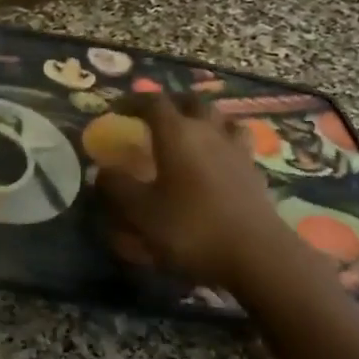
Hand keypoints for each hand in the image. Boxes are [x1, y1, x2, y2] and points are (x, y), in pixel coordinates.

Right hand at [97, 94, 297, 292]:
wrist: (257, 256)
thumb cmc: (191, 229)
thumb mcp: (140, 212)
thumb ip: (116, 187)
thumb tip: (101, 171)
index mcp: (177, 134)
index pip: (152, 102)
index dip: (132, 101)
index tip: (116, 110)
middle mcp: (209, 132)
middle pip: (191, 102)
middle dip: (170, 103)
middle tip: (153, 117)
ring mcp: (237, 150)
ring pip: (221, 118)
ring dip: (203, 118)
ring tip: (190, 132)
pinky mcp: (255, 172)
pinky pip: (238, 143)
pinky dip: (224, 143)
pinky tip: (217, 160)